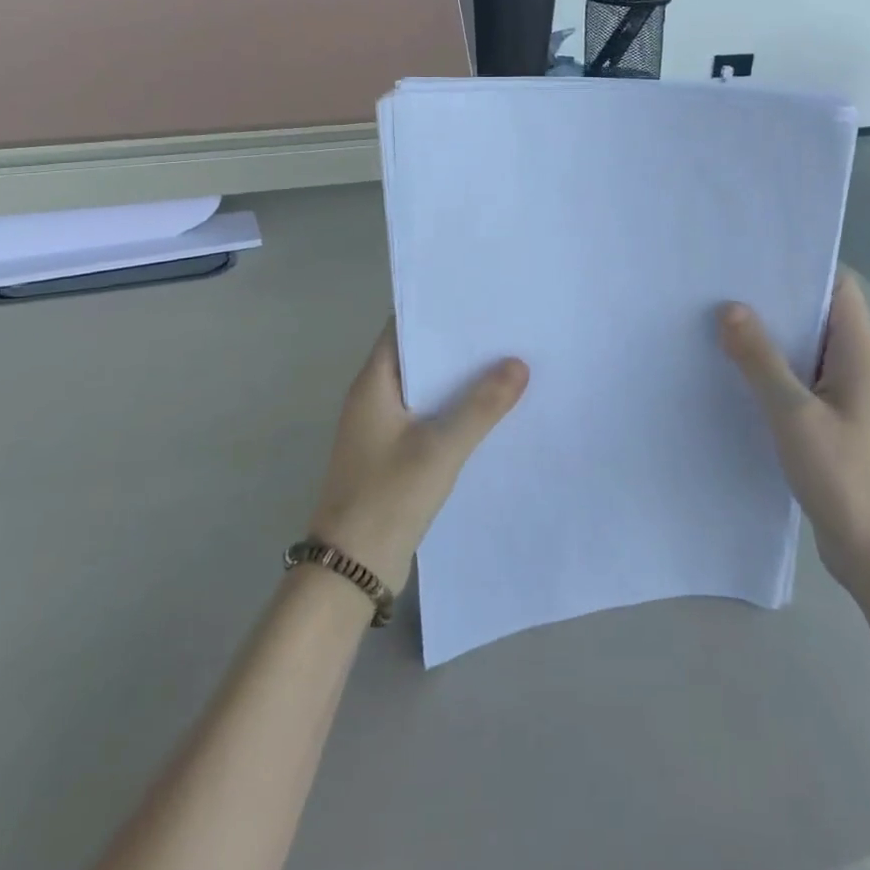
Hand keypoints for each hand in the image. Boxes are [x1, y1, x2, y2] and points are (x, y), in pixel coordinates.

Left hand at [306, 321, 529, 593]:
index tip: (476, 299)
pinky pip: (427, 420)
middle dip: (456, 345)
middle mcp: (373, 399)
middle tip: (504, 329)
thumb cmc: (388, 497)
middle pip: (418, 358)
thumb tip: (518, 363)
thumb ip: (481, 406)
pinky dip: (453, 412)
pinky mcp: (393, 456)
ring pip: (425, 391)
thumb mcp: (440, 448)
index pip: (402, 328)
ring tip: (506, 362)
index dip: (435, 311)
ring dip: (458, 381)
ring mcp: (382, 430)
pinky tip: (489, 413)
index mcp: (373, 384)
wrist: (351, 570)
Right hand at [718, 271, 869, 592]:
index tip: (752, 260)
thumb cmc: (845, 478)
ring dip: (769, 342)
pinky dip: (772, 376)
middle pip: (817, 318)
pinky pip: (800, 385)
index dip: (800, 268)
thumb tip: (730, 308)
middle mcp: (857, 369)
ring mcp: (847, 400)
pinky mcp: (833, 427)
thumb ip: (761, 360)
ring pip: (805, 354)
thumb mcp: (794, 414)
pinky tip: (734, 378)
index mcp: (860, 355)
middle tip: (720, 290)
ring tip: (717, 326)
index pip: (837, 289)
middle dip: (773, 303)